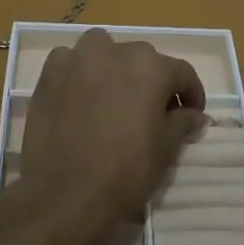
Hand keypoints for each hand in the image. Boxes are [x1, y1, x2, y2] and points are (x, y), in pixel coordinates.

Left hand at [17, 29, 207, 232]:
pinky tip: (79, 96)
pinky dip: (79, 73)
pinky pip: (70, 62)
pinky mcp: (49, 74)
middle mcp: (115, 51)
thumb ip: (183, 122)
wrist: (65, 194)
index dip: (191, 95)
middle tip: (153, 112)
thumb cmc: (125, 171)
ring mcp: (78, 59)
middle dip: (152, 82)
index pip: (182, 73)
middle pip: (143, 60)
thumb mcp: (166, 149)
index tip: (192, 115)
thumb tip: (194, 114)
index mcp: (151, 67)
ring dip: (114, 66)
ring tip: (114, 97)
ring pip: (104, 50)